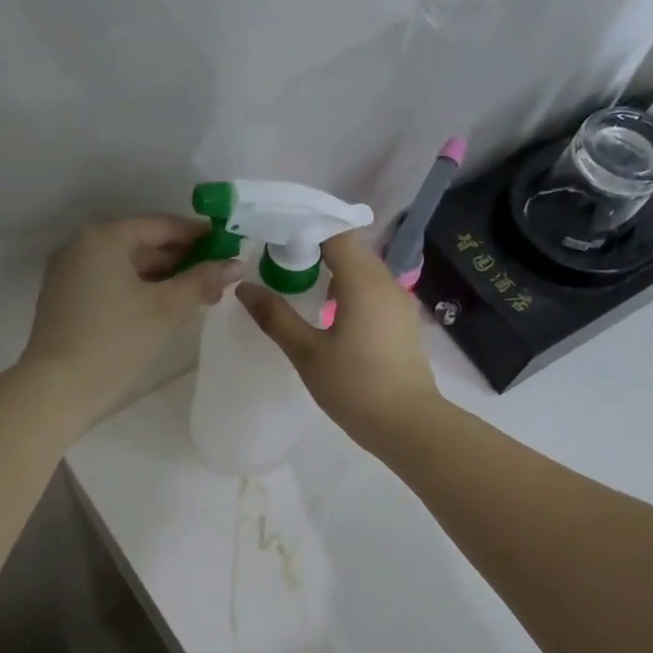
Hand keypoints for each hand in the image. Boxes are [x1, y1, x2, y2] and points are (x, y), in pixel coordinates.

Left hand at [21, 215, 238, 428]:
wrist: (57, 389)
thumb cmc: (114, 342)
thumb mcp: (164, 310)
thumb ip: (201, 282)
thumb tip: (236, 264)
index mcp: (103, 238)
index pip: (159, 226)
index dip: (197, 235)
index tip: (227, 245)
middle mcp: (81, 247)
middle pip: (141, 245)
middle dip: (181, 261)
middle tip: (218, 276)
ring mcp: (69, 275)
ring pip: (126, 268)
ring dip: (162, 279)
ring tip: (199, 295)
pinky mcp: (66, 301)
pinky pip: (111, 285)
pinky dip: (139, 291)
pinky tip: (165, 308)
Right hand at [237, 229, 439, 450]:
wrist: (407, 423)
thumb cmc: (354, 387)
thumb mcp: (307, 353)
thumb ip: (275, 317)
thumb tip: (244, 288)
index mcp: (363, 281)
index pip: (335, 233)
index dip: (305, 228)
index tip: (275, 237)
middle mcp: (387, 282)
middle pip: (351, 248)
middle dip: (316, 248)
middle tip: (279, 260)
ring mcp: (399, 301)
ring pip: (364, 270)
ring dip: (333, 270)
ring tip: (300, 284)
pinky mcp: (403, 321)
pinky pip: (373, 290)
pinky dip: (349, 289)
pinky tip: (329, 312)